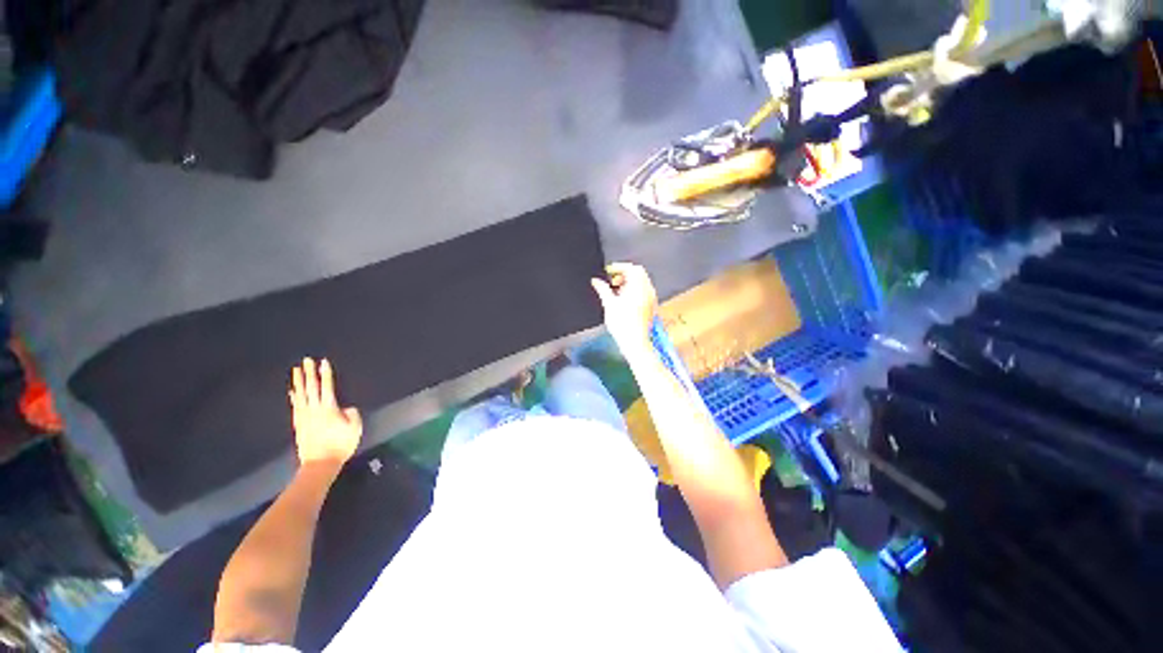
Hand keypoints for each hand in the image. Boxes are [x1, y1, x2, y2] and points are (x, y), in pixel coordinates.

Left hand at [289, 358, 362, 468]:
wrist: (319, 463)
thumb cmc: (340, 445)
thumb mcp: (355, 428)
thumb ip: (352, 414)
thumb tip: (346, 408)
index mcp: (329, 408)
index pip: (327, 387)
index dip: (326, 374)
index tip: (323, 362)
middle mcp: (314, 409)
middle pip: (311, 388)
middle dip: (309, 373)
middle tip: (306, 360)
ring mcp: (304, 417)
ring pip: (300, 395)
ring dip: (299, 382)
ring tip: (296, 371)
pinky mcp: (299, 424)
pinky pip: (295, 406)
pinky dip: (294, 397)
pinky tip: (292, 392)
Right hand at [591, 262, 657, 360]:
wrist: (635, 343)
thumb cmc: (623, 325)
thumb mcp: (609, 304)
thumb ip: (602, 289)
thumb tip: (596, 281)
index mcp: (638, 287)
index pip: (631, 268)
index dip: (619, 267)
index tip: (609, 271)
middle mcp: (648, 291)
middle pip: (638, 273)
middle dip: (624, 274)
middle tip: (612, 281)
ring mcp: (651, 299)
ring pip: (642, 282)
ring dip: (630, 282)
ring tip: (617, 292)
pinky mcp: (651, 306)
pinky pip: (644, 291)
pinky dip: (635, 290)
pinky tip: (624, 300)